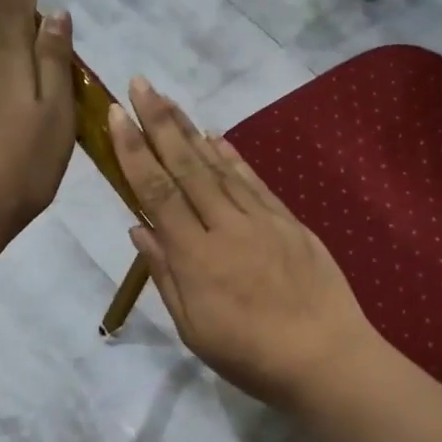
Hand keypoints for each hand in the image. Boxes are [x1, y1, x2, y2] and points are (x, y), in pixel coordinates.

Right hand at [108, 78, 379, 409]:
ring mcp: (262, 220)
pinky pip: (254, 182)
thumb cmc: (251, 356)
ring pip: (220, 168)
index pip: (158, 193)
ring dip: (191, 132)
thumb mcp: (195, 328)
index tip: (116, 115)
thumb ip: (166, 275)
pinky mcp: (289, 222)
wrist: (326, 357)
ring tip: (169, 101)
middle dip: (160, 123)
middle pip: (187, 167)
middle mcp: (226, 227)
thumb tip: (140, 227)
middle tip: (141, 84)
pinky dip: (234, 158)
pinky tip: (218, 138)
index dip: (134, 151)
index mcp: (196, 257)